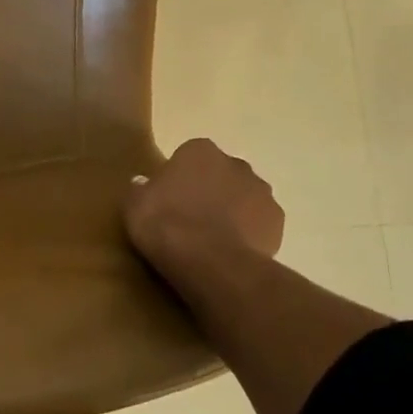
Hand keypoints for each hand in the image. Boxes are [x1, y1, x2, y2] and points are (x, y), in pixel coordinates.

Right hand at [124, 139, 285, 310]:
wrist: (210, 262)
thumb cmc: (166, 224)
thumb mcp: (134, 205)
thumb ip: (140, 189)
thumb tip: (143, 183)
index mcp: (199, 150)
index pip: (189, 156)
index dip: (179, 179)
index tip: (169, 201)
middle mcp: (235, 163)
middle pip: (220, 174)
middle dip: (211, 190)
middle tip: (191, 218)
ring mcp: (261, 191)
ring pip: (244, 197)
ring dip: (233, 211)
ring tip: (213, 240)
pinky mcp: (278, 222)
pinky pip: (259, 224)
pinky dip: (249, 234)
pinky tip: (232, 252)